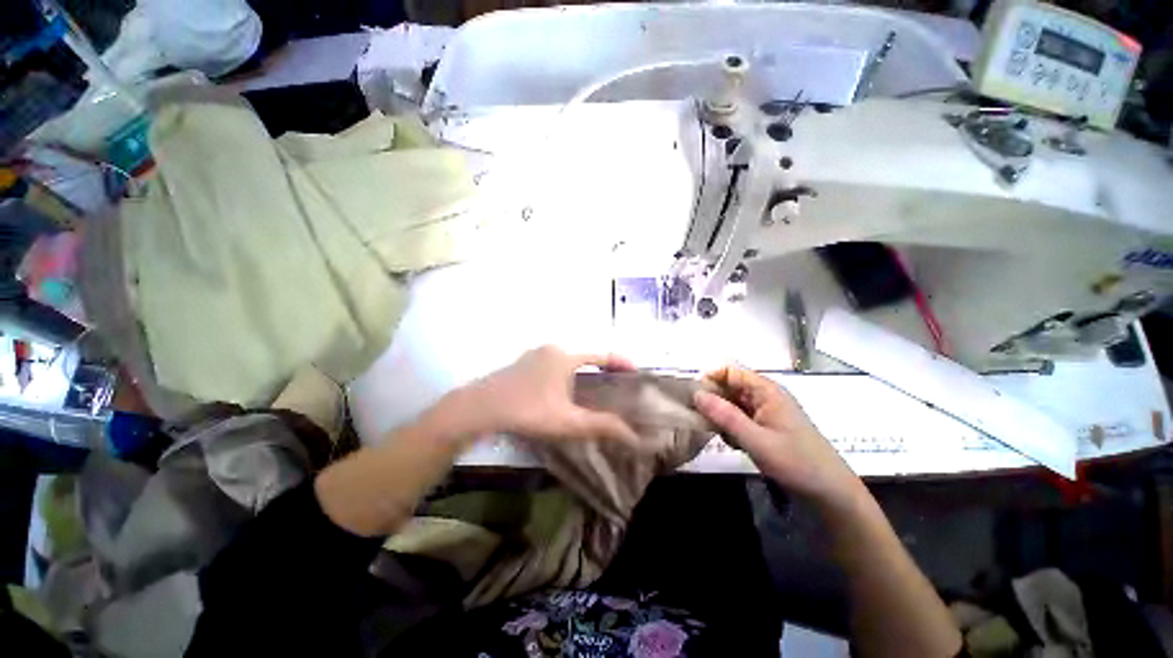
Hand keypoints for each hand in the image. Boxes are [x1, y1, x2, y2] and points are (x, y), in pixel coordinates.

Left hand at [452, 346, 640, 445]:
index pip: (603, 355)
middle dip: (603, 370)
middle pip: (586, 357)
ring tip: (594, 392)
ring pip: (568, 362)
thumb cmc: (527, 411)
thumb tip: (634, 437)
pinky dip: (566, 375)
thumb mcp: (568, 421)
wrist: (479, 409)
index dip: (622, 363)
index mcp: (566, 356)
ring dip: (583, 373)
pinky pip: (553, 366)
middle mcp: (552, 349)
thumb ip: (602, 426)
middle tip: (616, 387)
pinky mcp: (522, 364)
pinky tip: (563, 393)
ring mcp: (534, 355)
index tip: (637, 372)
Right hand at [693, 365, 862, 506]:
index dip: (710, 378)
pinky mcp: (765, 426)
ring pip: (732, 404)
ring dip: (721, 416)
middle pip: (729, 386)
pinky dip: (731, 427)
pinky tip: (733, 444)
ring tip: (720, 435)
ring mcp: (765, 411)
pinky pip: (739, 418)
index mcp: (766, 390)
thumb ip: (725, 416)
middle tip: (701, 420)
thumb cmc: (796, 462)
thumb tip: (696, 394)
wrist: (830, 492)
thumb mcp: (756, 440)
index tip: (693, 397)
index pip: (730, 371)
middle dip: (713, 400)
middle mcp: (764, 396)